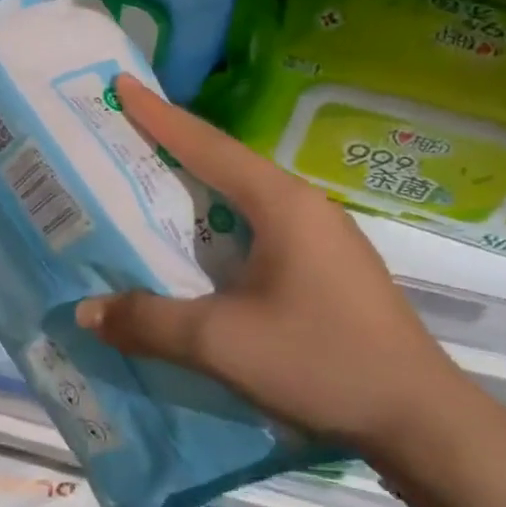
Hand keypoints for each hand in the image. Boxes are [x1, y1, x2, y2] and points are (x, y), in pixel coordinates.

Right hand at [74, 75, 483, 456]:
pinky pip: (256, 231)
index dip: (158, 116)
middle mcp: (303, 208)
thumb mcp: (219, 342)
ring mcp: (320, 239)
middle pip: (225, 165)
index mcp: (281, 204)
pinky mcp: (324, 270)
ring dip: (195, 190)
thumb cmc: (321, 362)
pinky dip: (216, 227)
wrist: (420, 420)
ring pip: (242, 200)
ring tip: (146, 188)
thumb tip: (85, 311)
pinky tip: (195, 249)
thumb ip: (148, 322)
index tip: (121, 86)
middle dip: (171, 148)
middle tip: (121, 137)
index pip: (207, 146)